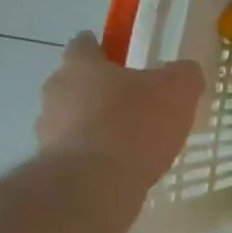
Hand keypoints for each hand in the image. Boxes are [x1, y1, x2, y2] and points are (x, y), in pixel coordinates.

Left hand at [36, 33, 204, 191]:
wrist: (94, 187)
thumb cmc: (134, 124)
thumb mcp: (178, 89)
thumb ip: (183, 74)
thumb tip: (183, 72)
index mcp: (81, 66)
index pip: (84, 45)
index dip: (103, 47)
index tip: (122, 56)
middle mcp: (56, 93)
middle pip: (77, 83)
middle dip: (103, 90)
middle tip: (137, 100)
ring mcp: (48, 133)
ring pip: (75, 119)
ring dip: (98, 125)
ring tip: (134, 140)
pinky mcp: (51, 168)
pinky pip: (78, 152)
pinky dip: (97, 155)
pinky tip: (125, 166)